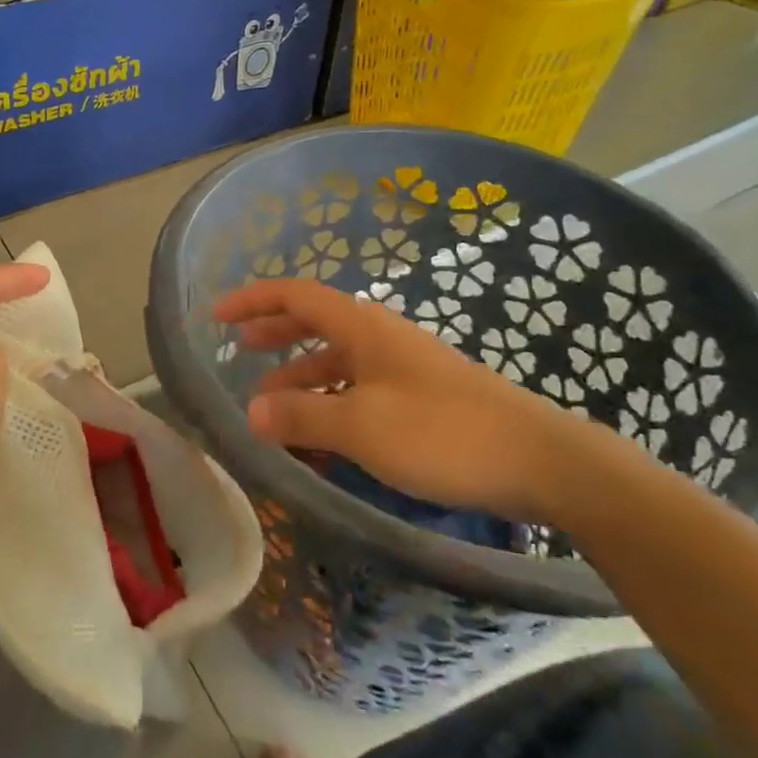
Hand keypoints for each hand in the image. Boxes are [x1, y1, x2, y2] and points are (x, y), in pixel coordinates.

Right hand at [213, 277, 599, 524]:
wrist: (540, 461)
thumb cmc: (443, 433)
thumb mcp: (361, 426)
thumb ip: (302, 415)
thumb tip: (251, 411)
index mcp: (363, 328)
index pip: (297, 296)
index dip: (254, 300)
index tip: (217, 315)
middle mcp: (381, 338)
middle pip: (316, 322)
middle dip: (276, 333)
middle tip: (241, 349)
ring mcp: (404, 368)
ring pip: (338, 361)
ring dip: (301, 377)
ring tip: (271, 406)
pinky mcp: (423, 399)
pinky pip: (360, 390)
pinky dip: (331, 404)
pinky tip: (322, 437)